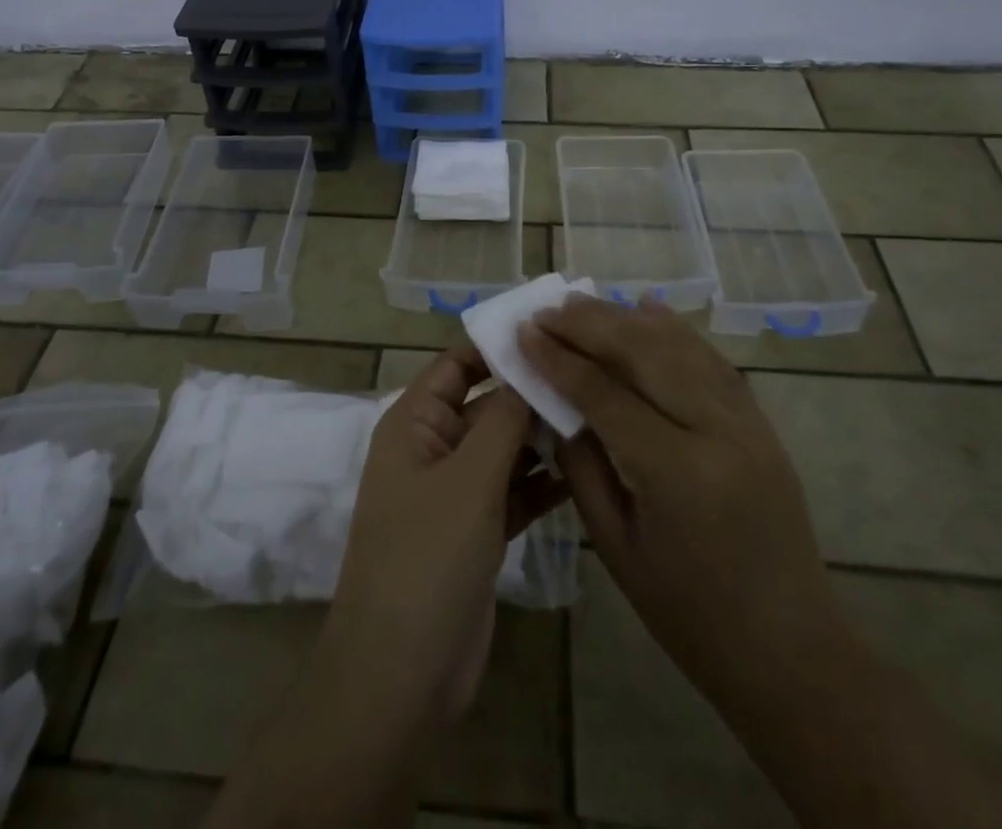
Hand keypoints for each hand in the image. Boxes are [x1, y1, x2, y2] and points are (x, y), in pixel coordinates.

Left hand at [328, 345, 567, 729]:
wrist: (402, 673)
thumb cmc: (426, 558)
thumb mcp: (468, 479)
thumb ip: (503, 419)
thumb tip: (529, 363)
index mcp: (415, 422)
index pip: (457, 364)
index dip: (498, 345)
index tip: (552, 328)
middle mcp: (434, 448)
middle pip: (486, 404)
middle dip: (531, 392)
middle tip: (592, 374)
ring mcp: (457, 492)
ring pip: (505, 448)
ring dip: (542, 436)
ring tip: (599, 415)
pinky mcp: (479, 531)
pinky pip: (514, 490)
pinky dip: (542, 481)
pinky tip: (585, 468)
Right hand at [520, 297, 845, 716]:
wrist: (791, 652)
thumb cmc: (690, 615)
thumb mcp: (616, 547)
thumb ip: (583, 466)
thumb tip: (556, 406)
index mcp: (675, 471)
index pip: (603, 392)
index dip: (557, 358)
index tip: (522, 332)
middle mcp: (716, 430)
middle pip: (642, 352)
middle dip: (588, 324)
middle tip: (546, 310)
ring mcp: (746, 421)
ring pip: (678, 344)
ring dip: (625, 317)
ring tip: (582, 302)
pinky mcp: (760, 421)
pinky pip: (711, 359)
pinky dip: (675, 329)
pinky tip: (647, 308)